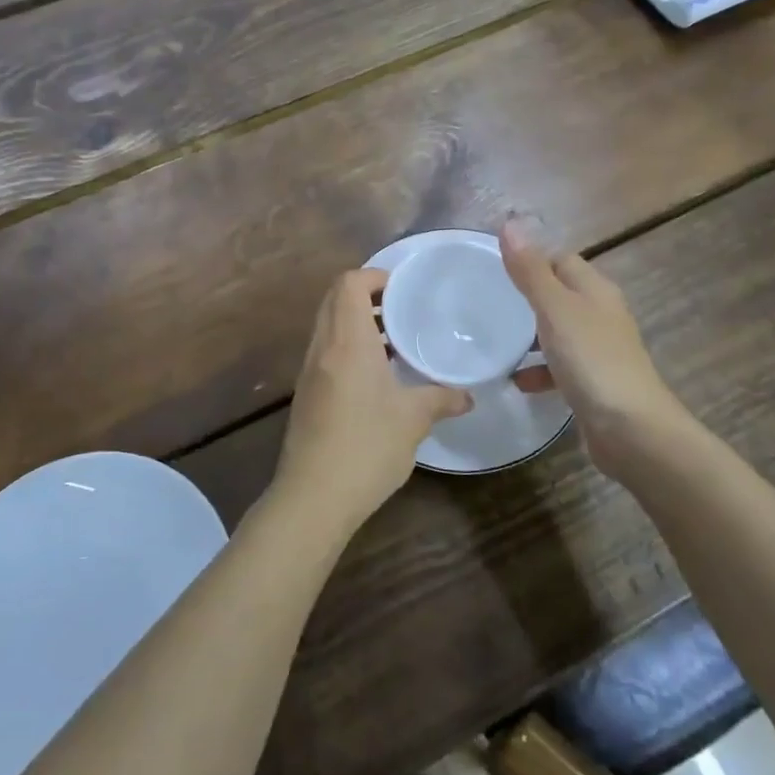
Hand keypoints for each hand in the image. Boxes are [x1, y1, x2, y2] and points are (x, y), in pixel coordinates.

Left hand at [274, 269, 471, 529]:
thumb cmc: (367, 446)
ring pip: (328, 326)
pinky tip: (377, 377)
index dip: (374, 276)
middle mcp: (323, 347)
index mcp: (347, 341)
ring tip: (395, 342)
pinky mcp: (306, 393)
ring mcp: (309, 370)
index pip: (349, 283)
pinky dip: (348, 347)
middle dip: (367, 296)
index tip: (403, 289)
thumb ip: (442, 399)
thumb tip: (468, 396)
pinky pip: (326, 351)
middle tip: (402, 310)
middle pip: (335, 299)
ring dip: (357, 323)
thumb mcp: (414, 420)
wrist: (313, 497)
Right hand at [501, 219, 683, 477]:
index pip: (560, 259)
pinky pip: (560, 367)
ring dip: (531, 335)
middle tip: (488, 300)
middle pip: (560, 294)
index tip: (493, 264)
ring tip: (496, 340)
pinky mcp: (594, 383)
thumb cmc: (592, 360)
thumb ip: (530, 270)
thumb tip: (510, 222)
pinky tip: (517, 381)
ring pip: (559, 331)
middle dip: (527, 296)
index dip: (531, 257)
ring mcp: (599, 350)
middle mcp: (601, 314)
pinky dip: (539, 370)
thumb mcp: (555, 309)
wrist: (631, 430)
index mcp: (595, 290)